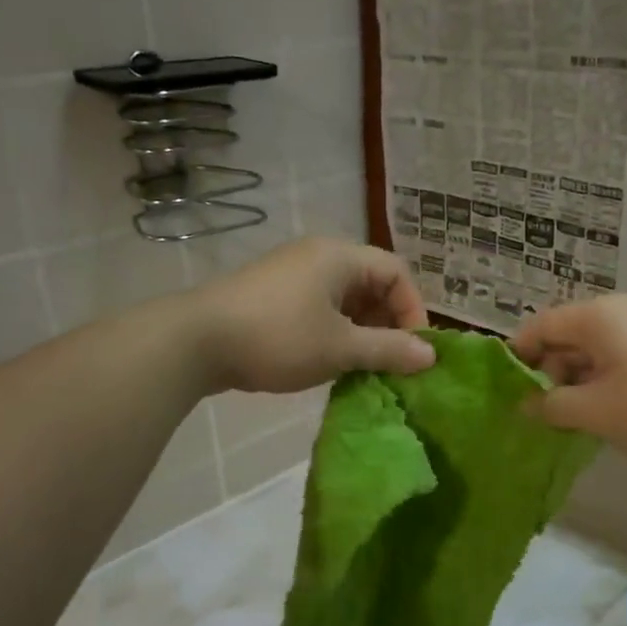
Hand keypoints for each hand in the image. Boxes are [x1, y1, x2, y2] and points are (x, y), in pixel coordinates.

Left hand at [190, 238, 434, 393]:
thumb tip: (430, 355)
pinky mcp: (273, 297)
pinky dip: (335, 333)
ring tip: (364, 368)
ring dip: (362, 333)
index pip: (396, 273)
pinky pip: (320, 310)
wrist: (197, 342)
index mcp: (340, 257)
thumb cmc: (278, 338)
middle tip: (391, 363)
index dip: (413, 310)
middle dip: (388, 324)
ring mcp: (292, 276)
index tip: (413, 351)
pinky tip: (332, 363)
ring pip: (345, 301)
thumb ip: (388, 350)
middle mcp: (319, 257)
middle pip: (372, 285)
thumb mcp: (340, 348)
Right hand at [511, 295, 626, 462]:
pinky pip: (621, 359)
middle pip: (566, 337)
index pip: (538, 327)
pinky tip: (615, 414)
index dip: (518, 358)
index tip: (510, 393)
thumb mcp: (596, 412)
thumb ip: (552, 406)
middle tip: (550, 415)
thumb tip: (525, 404)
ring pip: (594, 351)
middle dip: (550, 374)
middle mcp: (619, 312)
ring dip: (579, 383)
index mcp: (596, 317)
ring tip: (582, 421)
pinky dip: (606, 383)